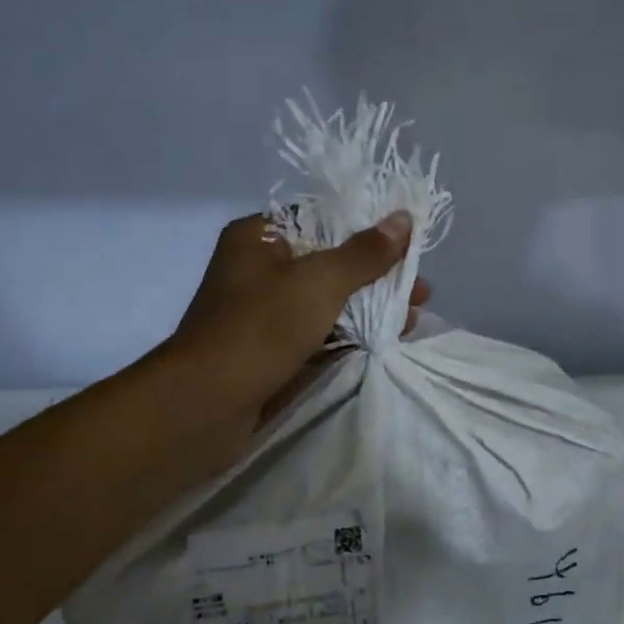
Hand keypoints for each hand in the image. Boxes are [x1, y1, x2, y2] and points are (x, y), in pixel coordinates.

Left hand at [168, 212, 430, 449]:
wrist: (204, 406)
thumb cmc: (261, 328)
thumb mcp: (320, 282)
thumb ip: (365, 253)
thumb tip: (404, 218)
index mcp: (259, 237)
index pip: (321, 218)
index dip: (367, 229)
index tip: (407, 245)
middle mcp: (258, 269)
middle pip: (330, 262)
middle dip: (377, 276)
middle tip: (420, 291)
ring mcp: (263, 314)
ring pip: (327, 302)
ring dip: (369, 309)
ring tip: (413, 321)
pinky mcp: (270, 352)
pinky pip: (318, 335)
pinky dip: (350, 337)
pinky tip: (384, 343)